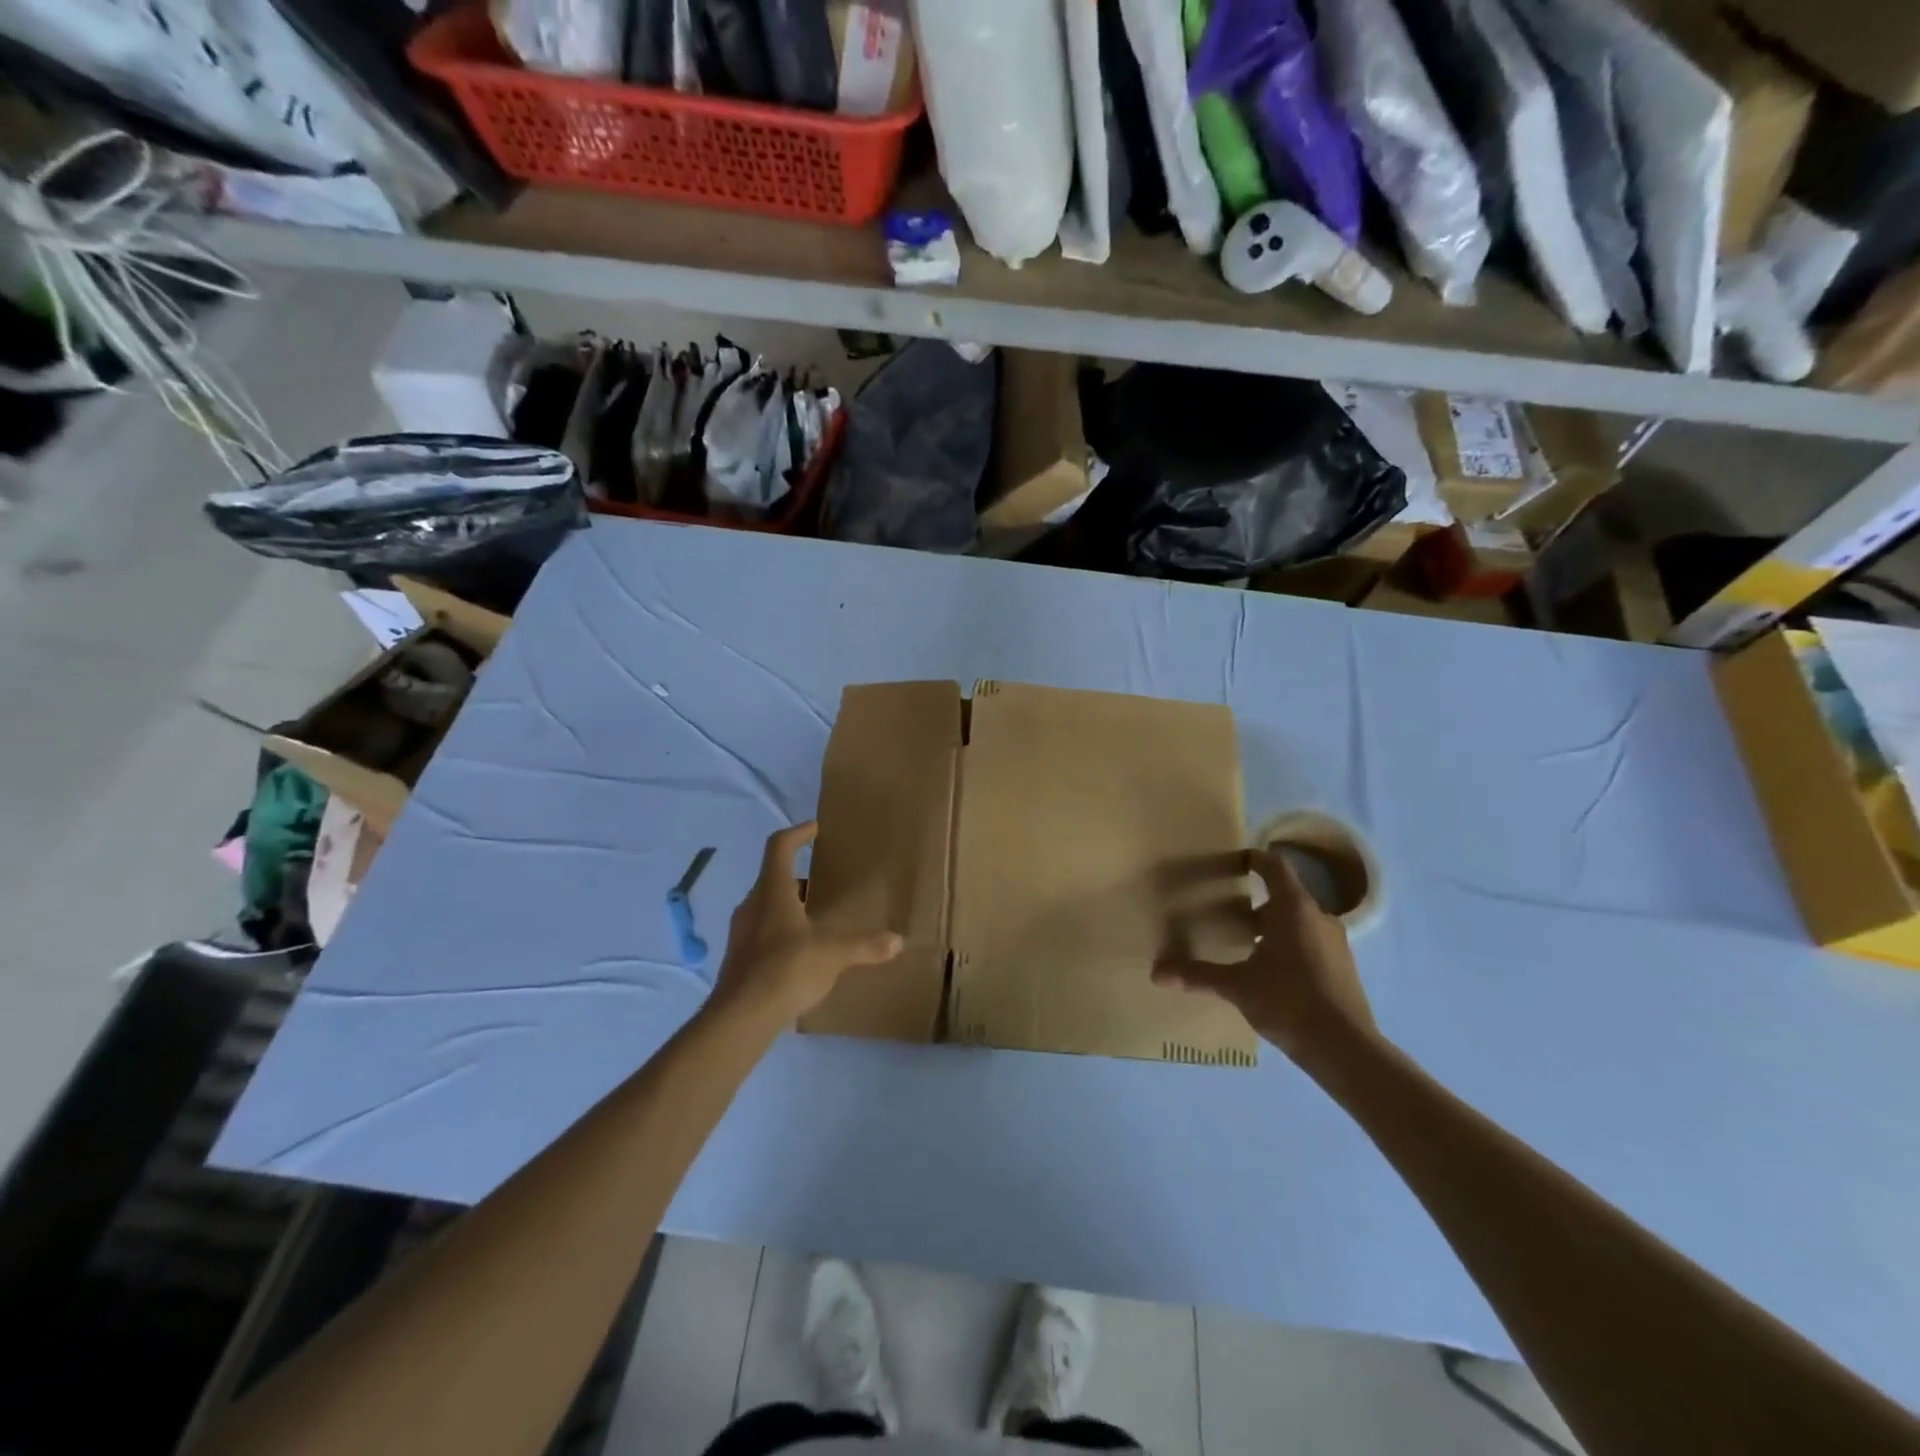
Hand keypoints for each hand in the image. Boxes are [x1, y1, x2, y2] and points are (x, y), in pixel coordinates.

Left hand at [711, 823, 903, 1022]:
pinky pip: (763, 931)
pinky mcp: (739, 957)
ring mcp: (742, 931)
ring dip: (791, 906)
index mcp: (772, 890)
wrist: (740, 1017)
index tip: (815, 829)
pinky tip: (803, 953)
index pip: (779, 846)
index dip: (798, 833)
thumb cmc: (787, 968)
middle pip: (774, 877)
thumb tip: (898, 940)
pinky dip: (783, 931)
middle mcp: (753, 904)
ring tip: (818, 919)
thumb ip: (865, 945)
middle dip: (801, 877)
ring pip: (768, 906)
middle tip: (826, 882)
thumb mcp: (833, 954)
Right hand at [1153, 848, 1375, 1064]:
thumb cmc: (1288, 1001)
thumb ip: (1198, 975)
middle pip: (1285, 896)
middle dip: (1256, 901)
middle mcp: (1318, 917)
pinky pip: (1311, 943)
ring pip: (1299, 922)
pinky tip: (1271, 972)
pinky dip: (1290, 946)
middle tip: (1227, 911)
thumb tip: (1156, 972)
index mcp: (1293, 908)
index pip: (1274, 866)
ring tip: (1245, 943)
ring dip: (1273, 926)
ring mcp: (1335, 943)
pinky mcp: (1343, 968)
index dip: (1254, 859)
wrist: (1345, 1049)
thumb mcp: (1237, 986)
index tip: (1234, 861)